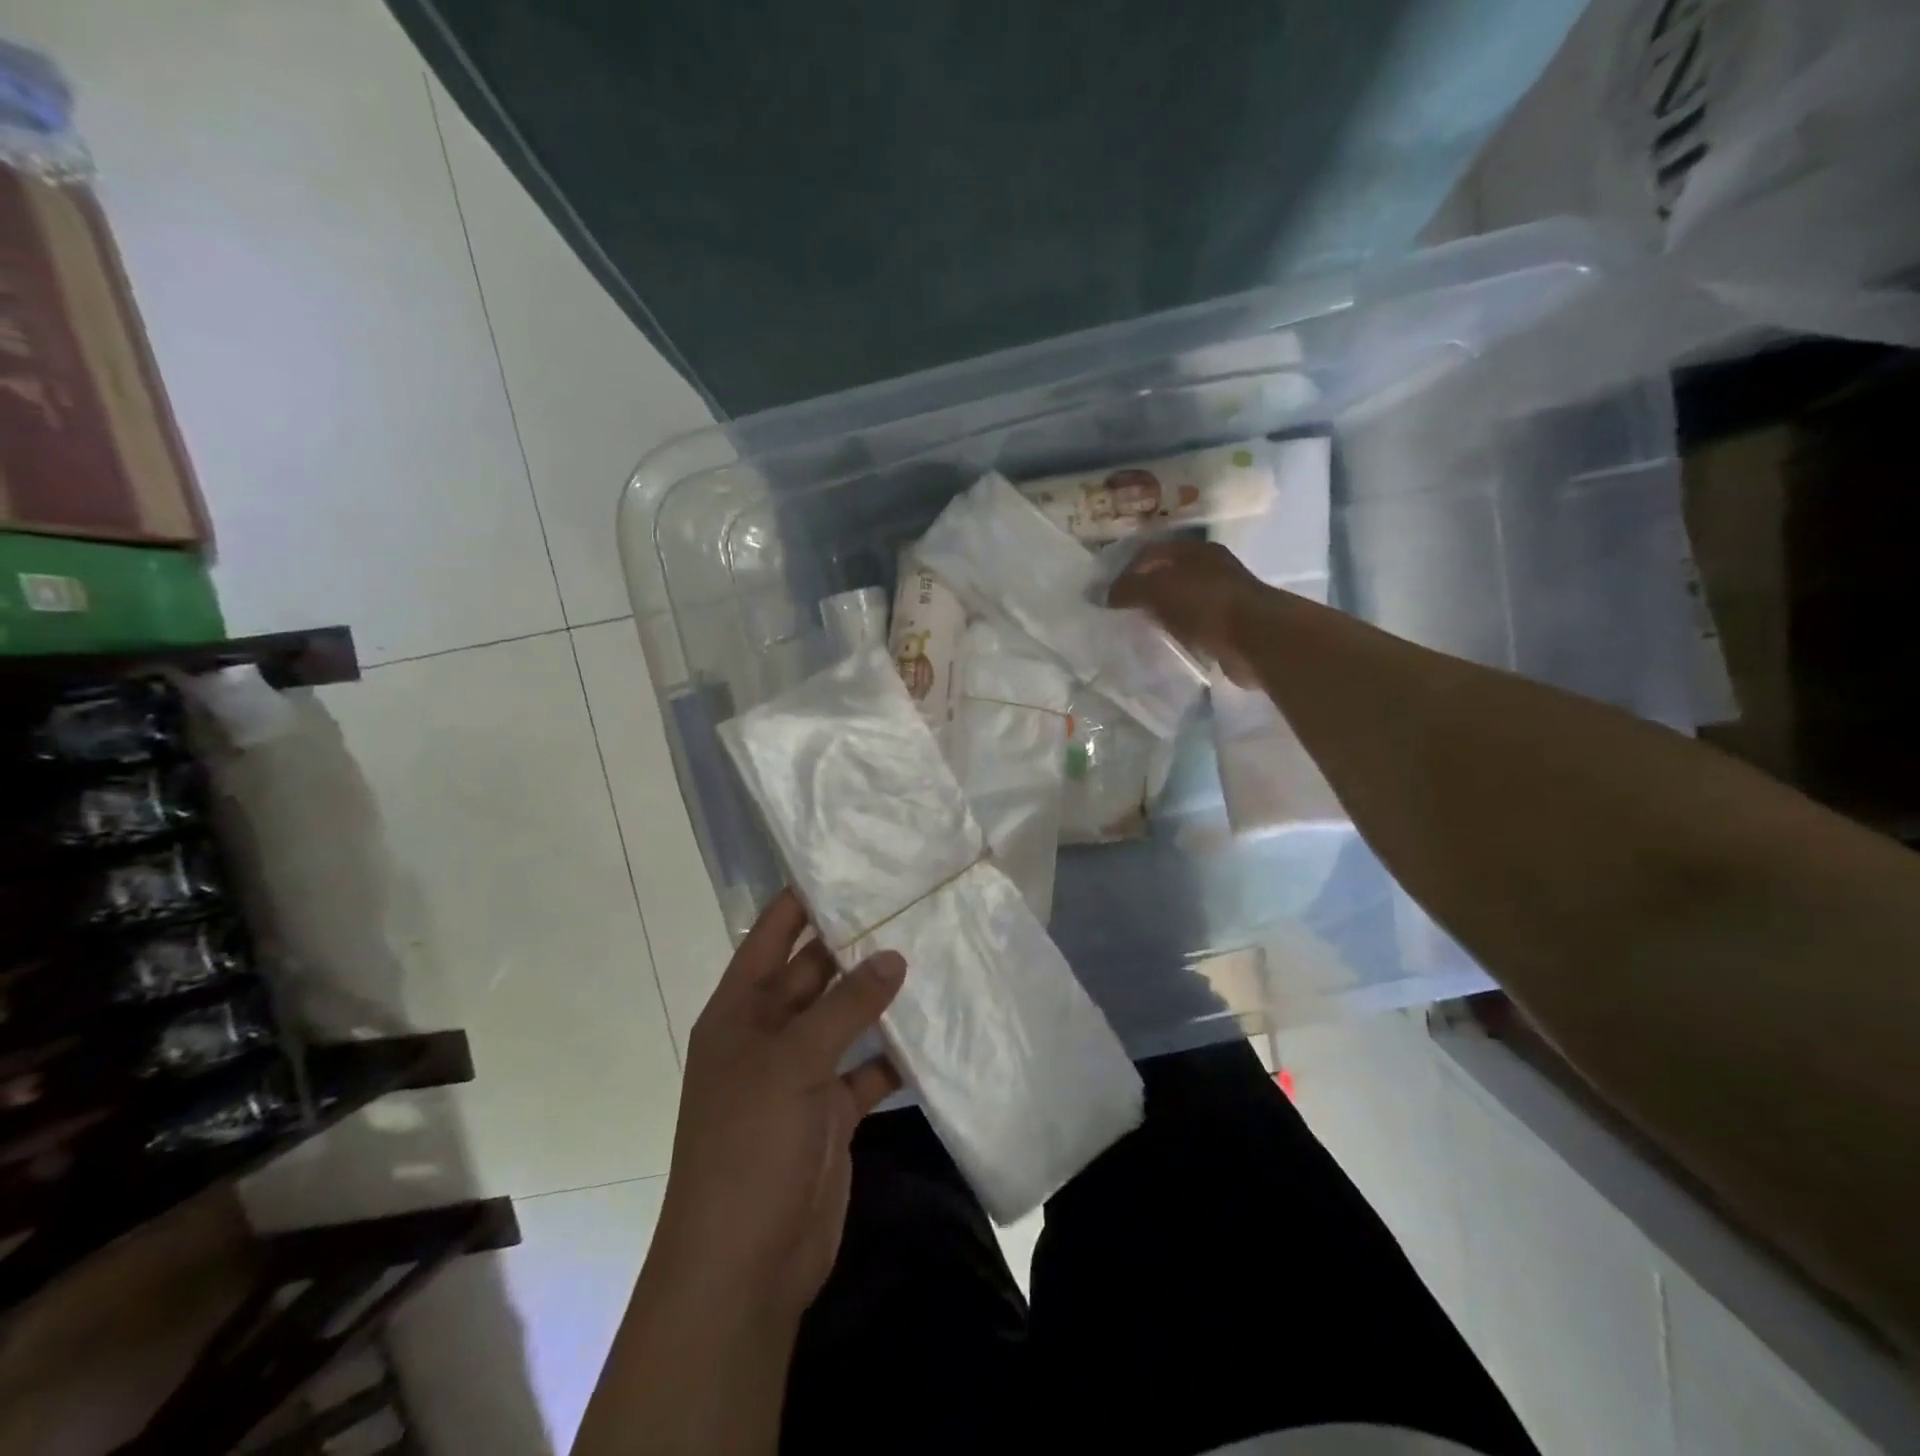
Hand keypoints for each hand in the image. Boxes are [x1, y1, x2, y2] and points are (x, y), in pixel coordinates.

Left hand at [651, 889, 906, 1322]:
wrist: (744, 1265)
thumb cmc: (749, 1144)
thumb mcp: (792, 1063)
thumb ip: (846, 1006)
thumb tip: (894, 955)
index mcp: (740, 1010)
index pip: (772, 935)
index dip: (803, 899)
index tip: (851, 863)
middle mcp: (769, 1033)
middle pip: (815, 973)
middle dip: (856, 944)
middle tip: (910, 904)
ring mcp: (801, 1074)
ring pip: (846, 1019)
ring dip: (880, 997)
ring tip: (933, 953)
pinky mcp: (831, 1112)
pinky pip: (867, 1068)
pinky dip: (895, 1054)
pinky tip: (935, 1030)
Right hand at [1109, 537, 1265, 684]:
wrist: (1255, 638)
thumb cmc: (1206, 603)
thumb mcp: (1158, 589)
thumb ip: (1128, 589)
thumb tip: (1101, 595)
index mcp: (1194, 550)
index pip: (1151, 551)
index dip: (1126, 568)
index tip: (1107, 592)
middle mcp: (1210, 568)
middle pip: (1166, 575)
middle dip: (1142, 591)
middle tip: (1118, 611)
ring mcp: (1221, 597)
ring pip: (1180, 601)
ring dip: (1160, 613)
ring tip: (1135, 629)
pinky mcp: (1227, 625)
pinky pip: (1193, 625)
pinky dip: (1177, 632)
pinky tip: (1163, 642)